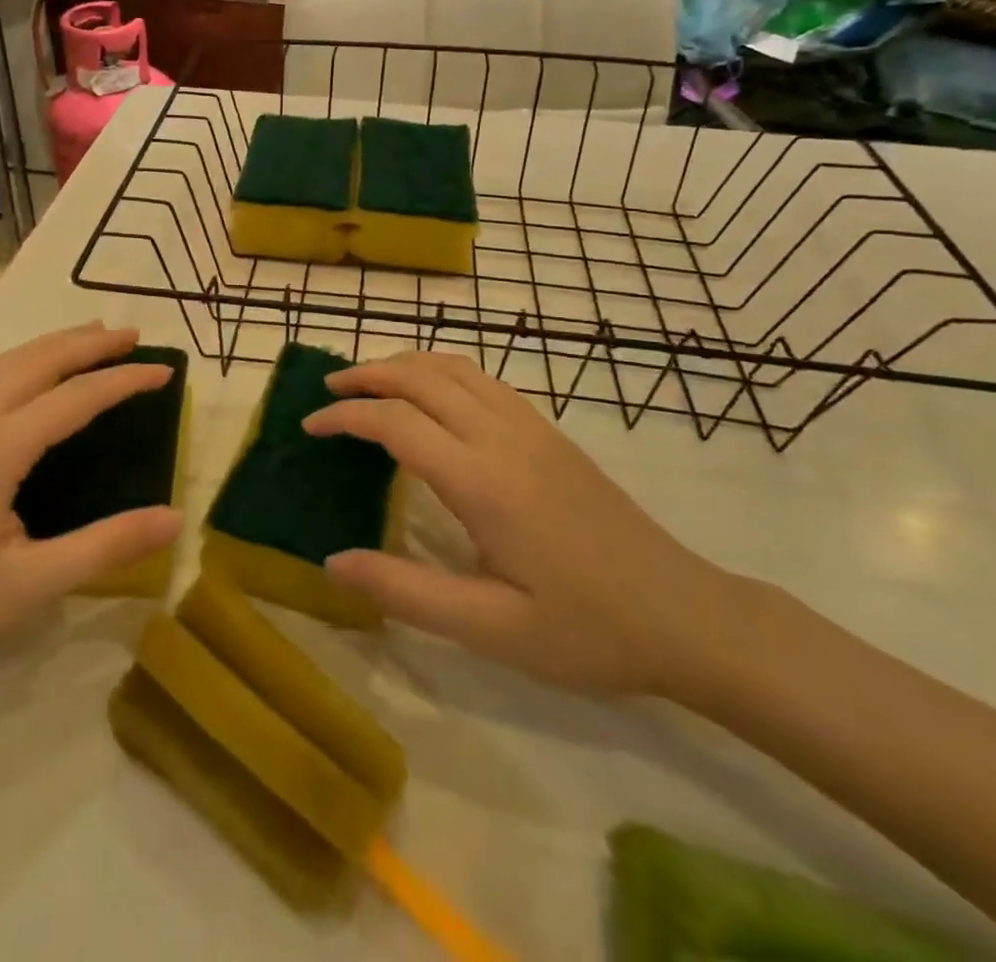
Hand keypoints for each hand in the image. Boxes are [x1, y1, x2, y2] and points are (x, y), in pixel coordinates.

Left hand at [0, 323, 182, 705]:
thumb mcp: (30, 585)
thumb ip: (106, 545)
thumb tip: (176, 518)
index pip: (74, 397)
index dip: (124, 380)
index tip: (165, 372)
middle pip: (36, 361)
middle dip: (88, 343)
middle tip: (134, 336)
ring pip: (4, 364)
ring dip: (53, 346)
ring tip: (92, 340)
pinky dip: (22, 362)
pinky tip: (31, 377)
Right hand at [303, 351, 731, 697]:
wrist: (687, 615)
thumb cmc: (587, 630)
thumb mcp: (491, 629)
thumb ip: (406, 592)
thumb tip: (333, 562)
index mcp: (482, 481)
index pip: (395, 423)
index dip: (345, 417)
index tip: (309, 427)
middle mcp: (503, 437)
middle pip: (421, 377)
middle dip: (367, 374)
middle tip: (328, 393)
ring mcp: (532, 428)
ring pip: (455, 367)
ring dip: (404, 364)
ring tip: (369, 383)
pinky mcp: (551, 433)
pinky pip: (484, 379)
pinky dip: (441, 371)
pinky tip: (431, 397)